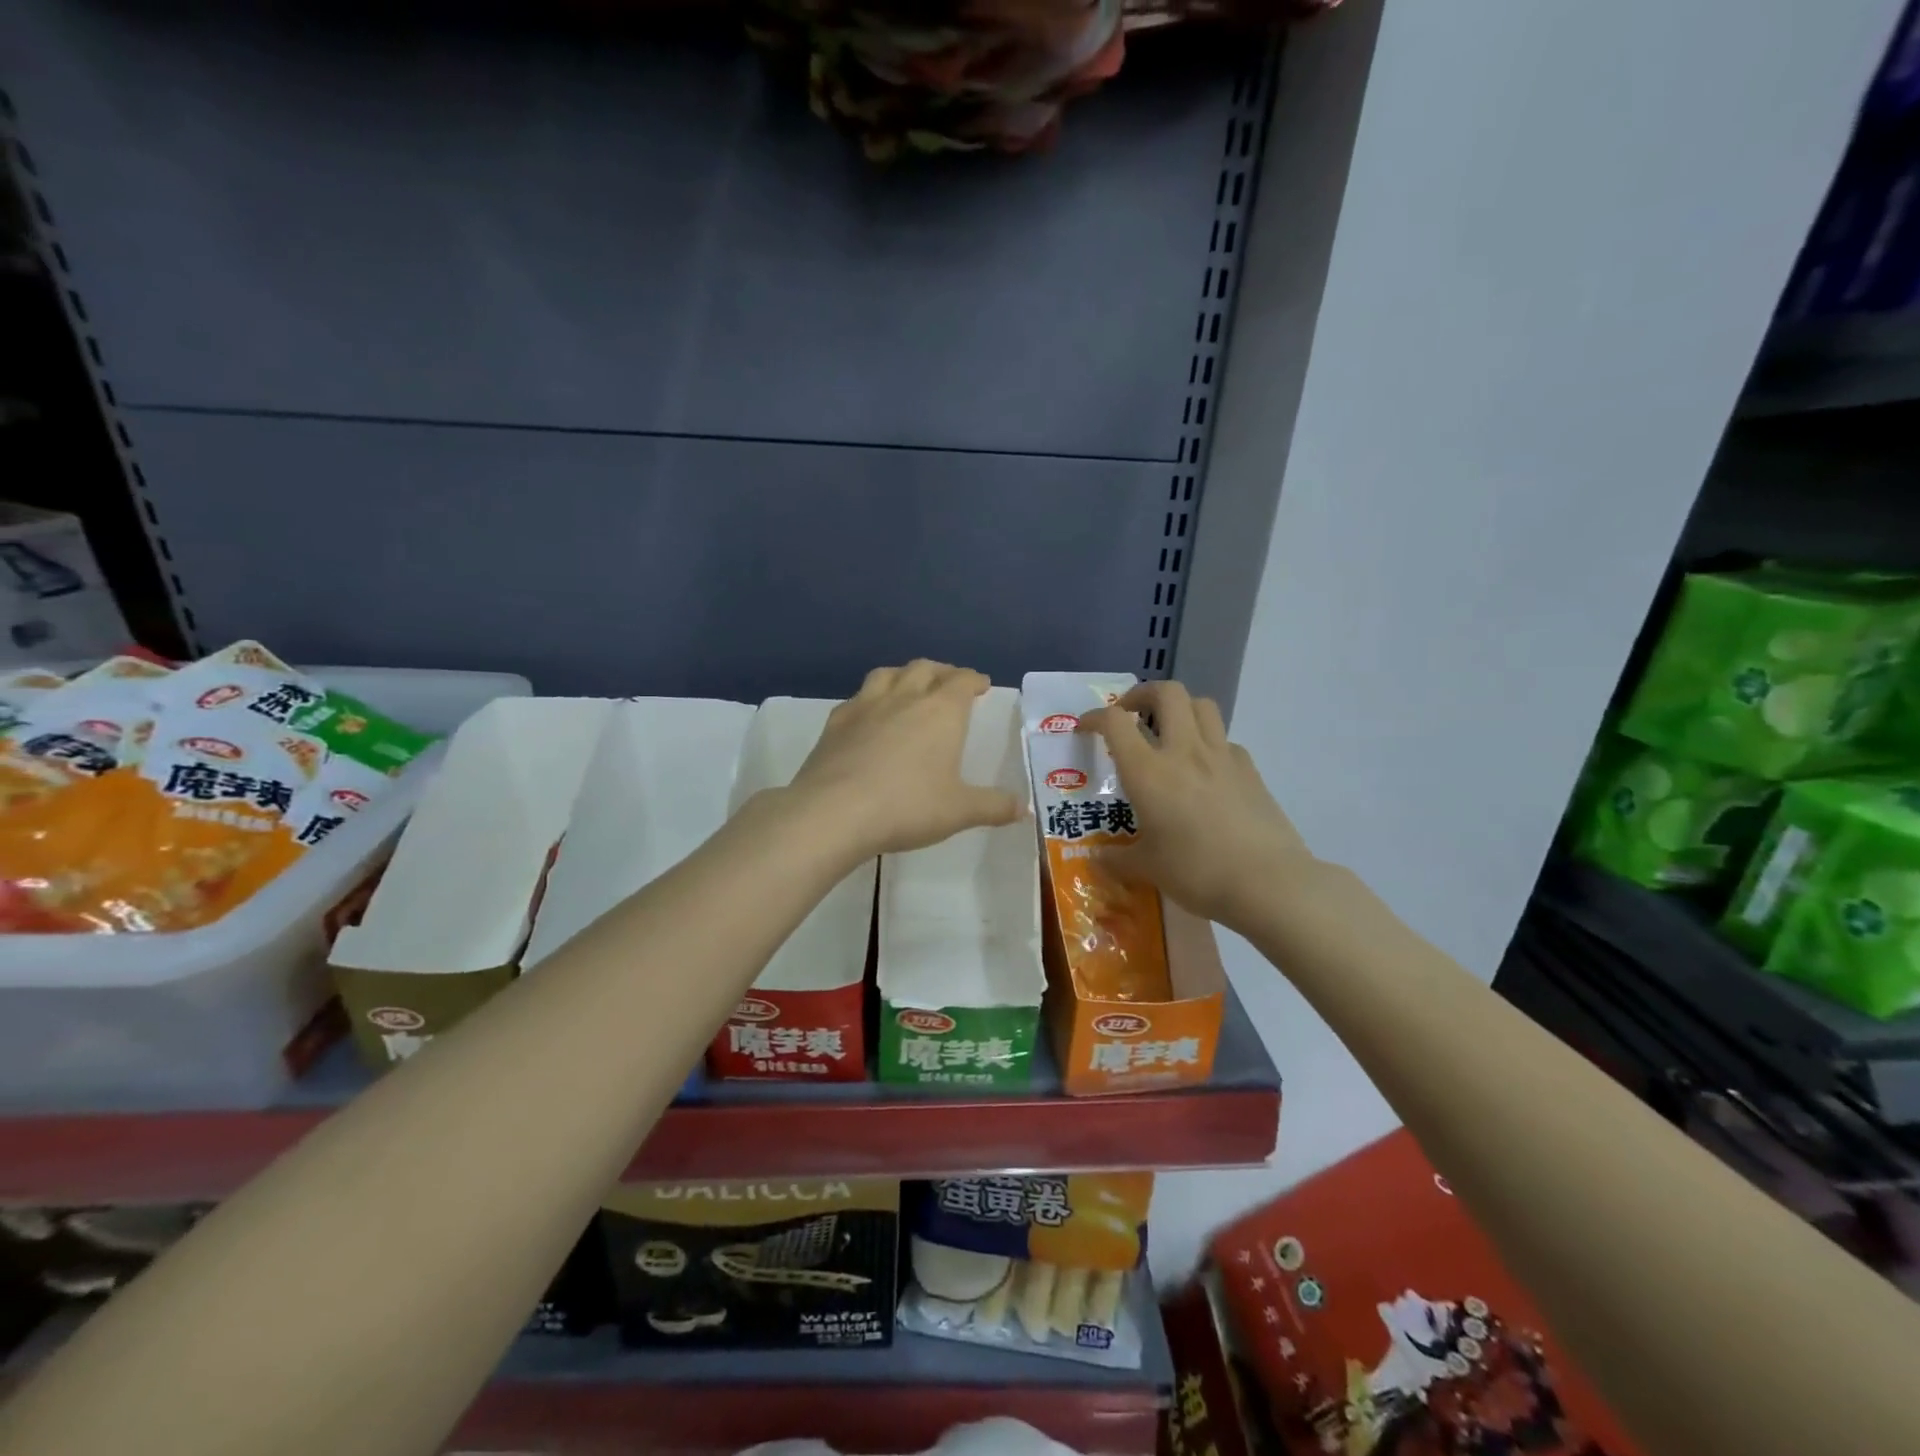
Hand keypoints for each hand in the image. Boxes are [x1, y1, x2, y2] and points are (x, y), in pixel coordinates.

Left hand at [790, 661, 1027, 857]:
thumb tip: (1024, 808)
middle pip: (925, 668)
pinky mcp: (835, 723)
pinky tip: (869, 716)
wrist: (834, 812)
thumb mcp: (959, 811)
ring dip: (904, 675)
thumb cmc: (907, 807)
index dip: (974, 679)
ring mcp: (865, 706)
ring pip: (887, 674)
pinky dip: (870, 699)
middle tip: (949, 683)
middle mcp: (904, 698)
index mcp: (941, 711)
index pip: (962, 680)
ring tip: (909, 687)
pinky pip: (857, 698)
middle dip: (941, 671)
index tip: (980, 684)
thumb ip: (993, 806)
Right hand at [1080, 680, 1311, 929]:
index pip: (1115, 722)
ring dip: (1180, 708)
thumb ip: (1117, 859)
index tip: (1086, 728)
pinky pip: (1225, 740)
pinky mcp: (1250, 770)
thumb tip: (1097, 859)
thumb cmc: (1196, 872)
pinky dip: (1209, 743)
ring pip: (1201, 704)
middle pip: (1167, 692)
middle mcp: (1183, 751)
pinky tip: (1205, 770)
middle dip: (1143, 694)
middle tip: (1131, 714)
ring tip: (1169, 731)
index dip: (1096, 717)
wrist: (1268, 882)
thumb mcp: (1148, 868)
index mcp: (1148, 771)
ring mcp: (1222, 756)